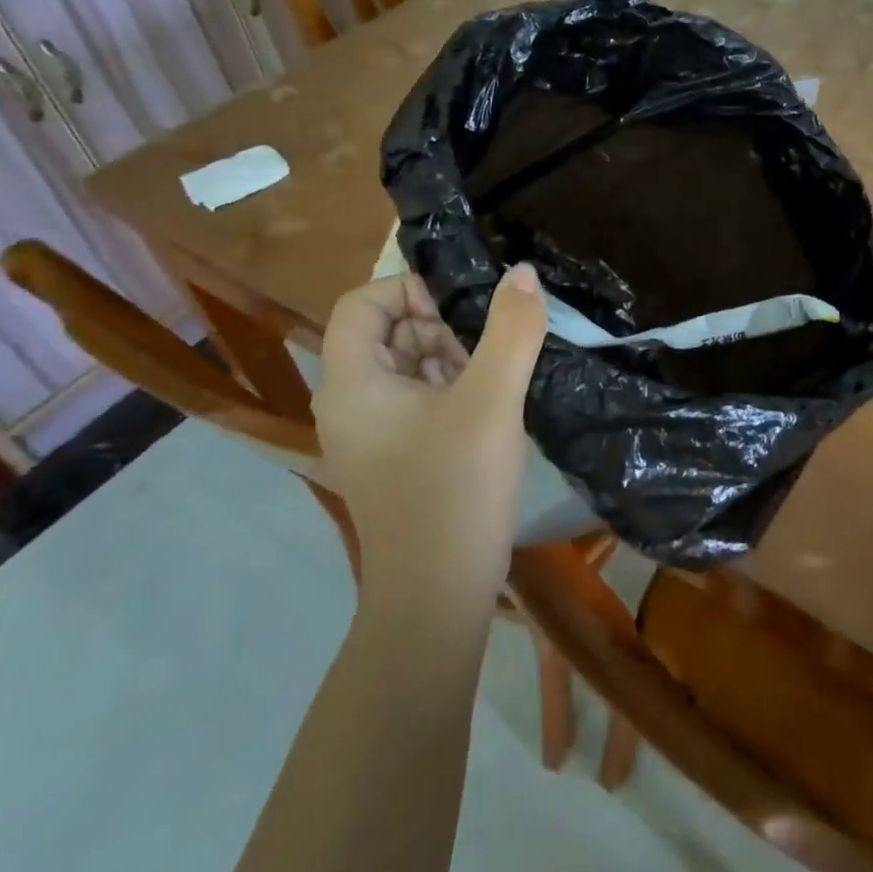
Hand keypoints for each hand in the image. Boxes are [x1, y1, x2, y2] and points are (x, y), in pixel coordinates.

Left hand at [307, 265, 546, 587]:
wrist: (437, 598)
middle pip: (387, 332)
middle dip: (441, 327)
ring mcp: (372, 434)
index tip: (463, 310)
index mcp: (352, 382)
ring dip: (454, 359)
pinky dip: (454, 390)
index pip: (360, 302)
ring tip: (496, 381)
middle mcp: (350, 403)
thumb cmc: (455, 490)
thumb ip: (511, 330)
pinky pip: (419, 401)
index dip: (409, 289)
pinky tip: (492, 407)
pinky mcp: (396, 457)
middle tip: (490, 351)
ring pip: (408, 366)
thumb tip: (522, 273)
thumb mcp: (491, 400)